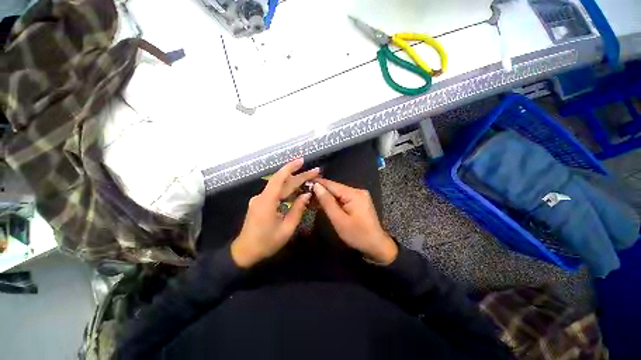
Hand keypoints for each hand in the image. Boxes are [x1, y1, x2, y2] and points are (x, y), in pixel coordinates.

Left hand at [231, 159, 318, 267]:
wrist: (244, 252)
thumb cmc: (266, 243)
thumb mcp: (287, 229)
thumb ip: (298, 210)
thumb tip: (307, 194)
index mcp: (267, 202)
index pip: (279, 179)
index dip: (290, 168)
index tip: (302, 161)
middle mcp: (262, 196)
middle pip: (282, 182)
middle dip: (299, 175)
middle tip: (315, 171)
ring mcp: (259, 199)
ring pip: (279, 186)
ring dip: (294, 181)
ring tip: (309, 178)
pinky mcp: (260, 202)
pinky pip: (276, 192)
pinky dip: (287, 189)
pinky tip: (297, 188)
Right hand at [313, 178, 397, 264]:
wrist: (377, 245)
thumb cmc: (357, 235)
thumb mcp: (339, 220)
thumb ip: (327, 202)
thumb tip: (316, 186)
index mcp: (353, 194)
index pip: (332, 184)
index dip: (318, 183)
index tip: (304, 182)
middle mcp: (357, 191)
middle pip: (335, 188)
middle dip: (321, 190)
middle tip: (306, 194)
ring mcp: (359, 195)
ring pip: (338, 193)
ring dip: (326, 196)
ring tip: (312, 199)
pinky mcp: (359, 201)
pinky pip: (343, 197)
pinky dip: (334, 200)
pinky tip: (325, 203)